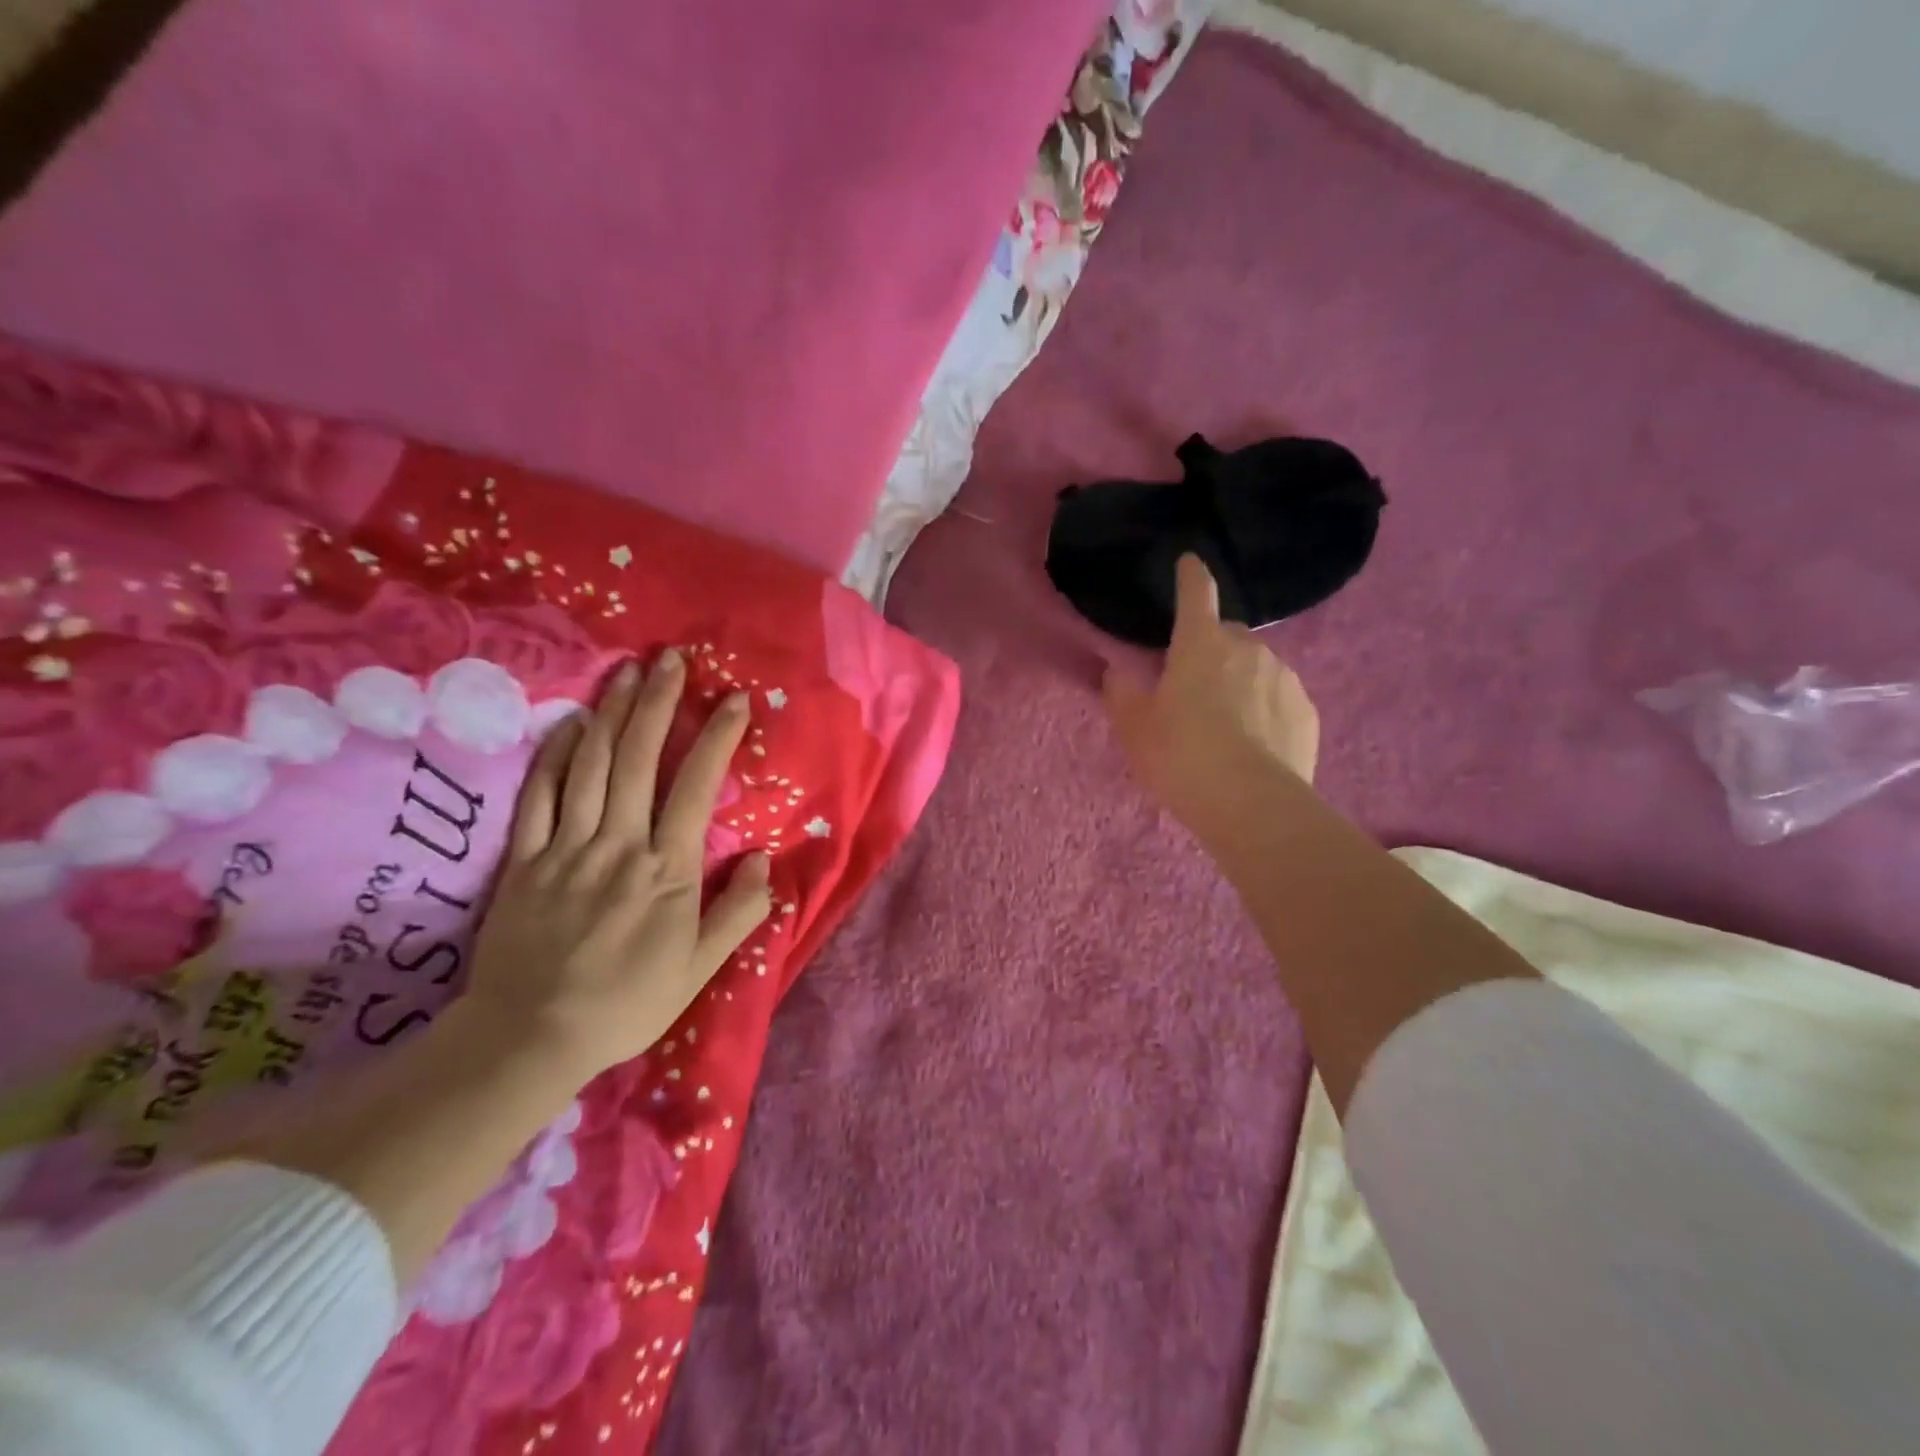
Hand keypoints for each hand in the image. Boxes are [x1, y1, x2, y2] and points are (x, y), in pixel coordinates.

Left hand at [462, 650, 771, 1079]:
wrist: (532, 1036)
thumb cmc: (628, 1003)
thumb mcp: (700, 968)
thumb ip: (738, 911)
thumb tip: (766, 860)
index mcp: (668, 870)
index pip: (696, 787)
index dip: (716, 738)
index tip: (732, 700)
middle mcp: (620, 845)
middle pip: (638, 760)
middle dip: (658, 703)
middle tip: (670, 659)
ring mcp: (567, 848)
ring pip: (590, 767)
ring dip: (611, 714)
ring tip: (627, 672)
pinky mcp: (523, 860)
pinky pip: (538, 797)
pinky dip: (554, 756)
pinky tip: (569, 725)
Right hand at [1104, 554, 1319, 831]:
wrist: (1252, 806)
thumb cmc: (1182, 756)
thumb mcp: (1134, 728)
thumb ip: (1120, 692)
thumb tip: (1118, 670)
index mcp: (1201, 644)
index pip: (1196, 594)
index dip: (1190, 575)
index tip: (1189, 563)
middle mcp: (1248, 649)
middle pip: (1227, 636)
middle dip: (1211, 650)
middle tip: (1193, 689)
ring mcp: (1284, 678)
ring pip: (1257, 667)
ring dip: (1240, 681)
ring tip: (1225, 725)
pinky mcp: (1307, 712)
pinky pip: (1279, 698)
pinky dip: (1265, 709)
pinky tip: (1254, 744)